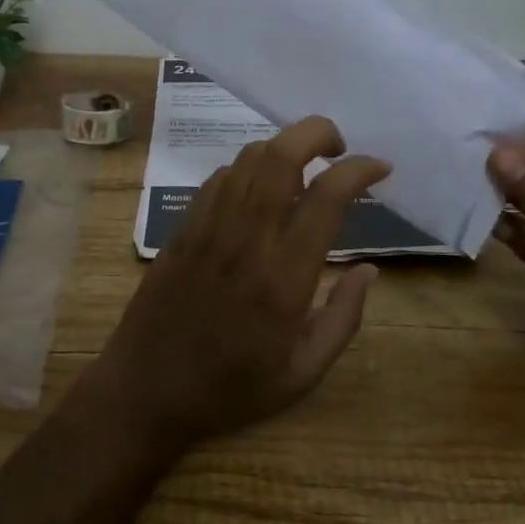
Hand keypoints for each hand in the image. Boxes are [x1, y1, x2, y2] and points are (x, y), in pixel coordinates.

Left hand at [89, 117, 390, 453]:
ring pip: (249, 157)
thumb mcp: (302, 374)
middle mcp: (247, 238)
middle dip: (317, 133)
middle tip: (338, 147)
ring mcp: (209, 226)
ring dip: (284, 148)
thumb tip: (370, 270)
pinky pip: (220, 177)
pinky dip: (249, 169)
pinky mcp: (184, 226)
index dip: (359, 170)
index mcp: (284, 277)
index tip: (379, 168)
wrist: (145, 391)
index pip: (326, 197)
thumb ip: (343, 318)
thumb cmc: (231, 389)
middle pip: (281, 155)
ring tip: (304, 170)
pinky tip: (260, 192)